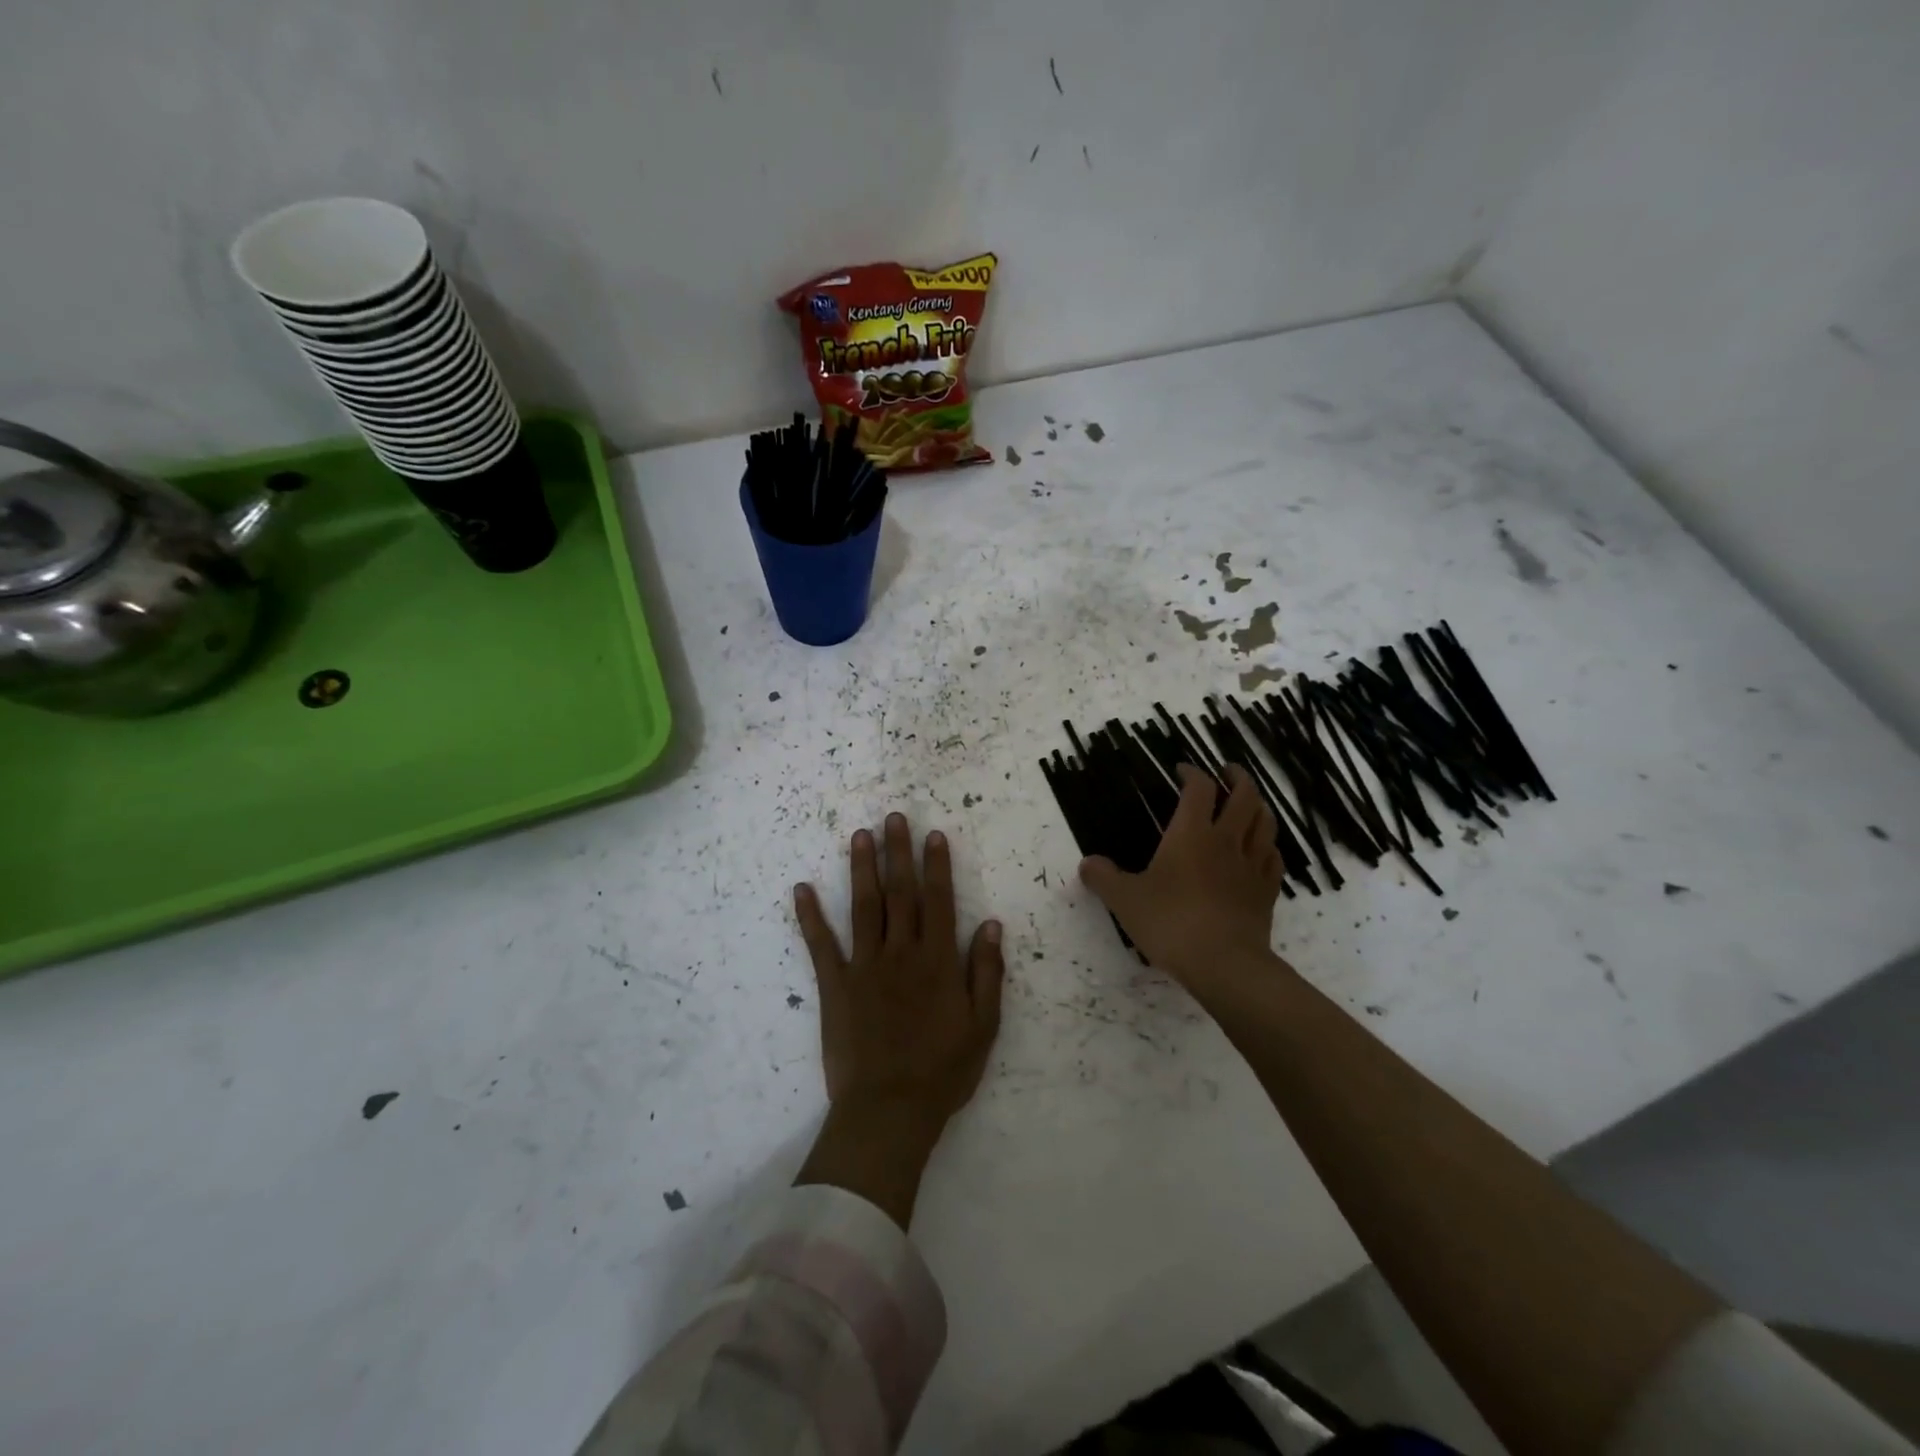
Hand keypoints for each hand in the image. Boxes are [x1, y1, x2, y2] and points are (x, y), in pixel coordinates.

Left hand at [792, 813, 1005, 1225]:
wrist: (889, 1111)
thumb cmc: (942, 1071)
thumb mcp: (983, 1026)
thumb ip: (987, 972)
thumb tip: (990, 924)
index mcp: (937, 961)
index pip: (938, 901)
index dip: (936, 866)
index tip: (933, 835)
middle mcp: (900, 952)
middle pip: (900, 893)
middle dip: (898, 853)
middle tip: (893, 818)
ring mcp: (864, 966)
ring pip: (863, 907)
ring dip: (861, 869)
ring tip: (859, 835)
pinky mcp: (835, 986)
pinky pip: (821, 945)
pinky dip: (810, 916)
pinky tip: (802, 889)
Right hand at [1078, 764, 1284, 986]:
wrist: (1223, 963)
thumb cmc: (1170, 922)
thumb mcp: (1124, 900)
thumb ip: (1103, 878)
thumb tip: (1087, 863)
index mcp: (1191, 834)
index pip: (1199, 788)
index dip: (1192, 773)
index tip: (1181, 770)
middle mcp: (1226, 841)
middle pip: (1245, 796)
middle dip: (1237, 778)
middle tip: (1227, 771)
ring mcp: (1252, 866)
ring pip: (1265, 822)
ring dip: (1258, 806)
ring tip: (1249, 802)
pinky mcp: (1267, 892)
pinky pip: (1273, 858)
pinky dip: (1268, 845)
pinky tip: (1261, 850)